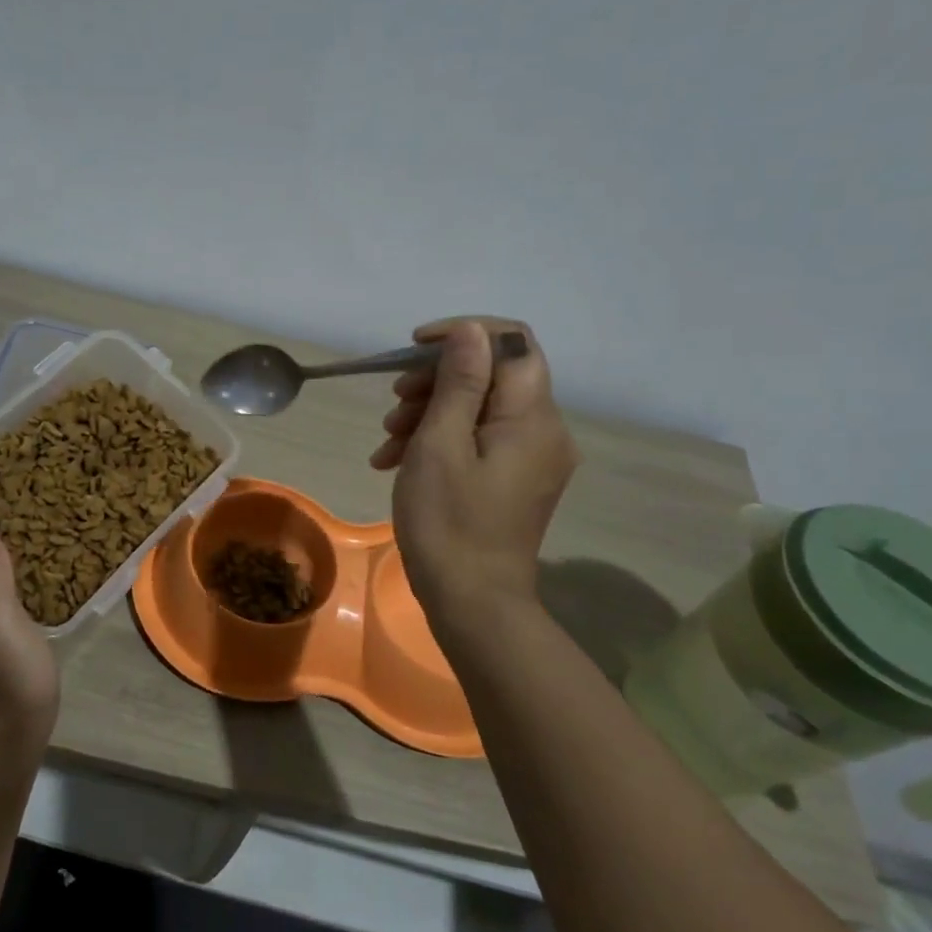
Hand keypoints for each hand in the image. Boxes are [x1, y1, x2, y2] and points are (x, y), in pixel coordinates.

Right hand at [372, 317, 578, 614]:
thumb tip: (471, 330)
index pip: (511, 342)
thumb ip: (459, 383)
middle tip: (394, 404)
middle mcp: (544, 430)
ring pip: (481, 408)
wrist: (472, 602)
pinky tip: (397, 460)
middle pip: (493, 375)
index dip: (463, 333)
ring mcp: (532, 458)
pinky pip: (481, 440)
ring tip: (387, 440)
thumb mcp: (441, 445)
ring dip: (430, 412)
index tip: (414, 349)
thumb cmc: (448, 522)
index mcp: (532, 417)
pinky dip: (441, 440)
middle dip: (436, 380)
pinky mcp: (516, 479)